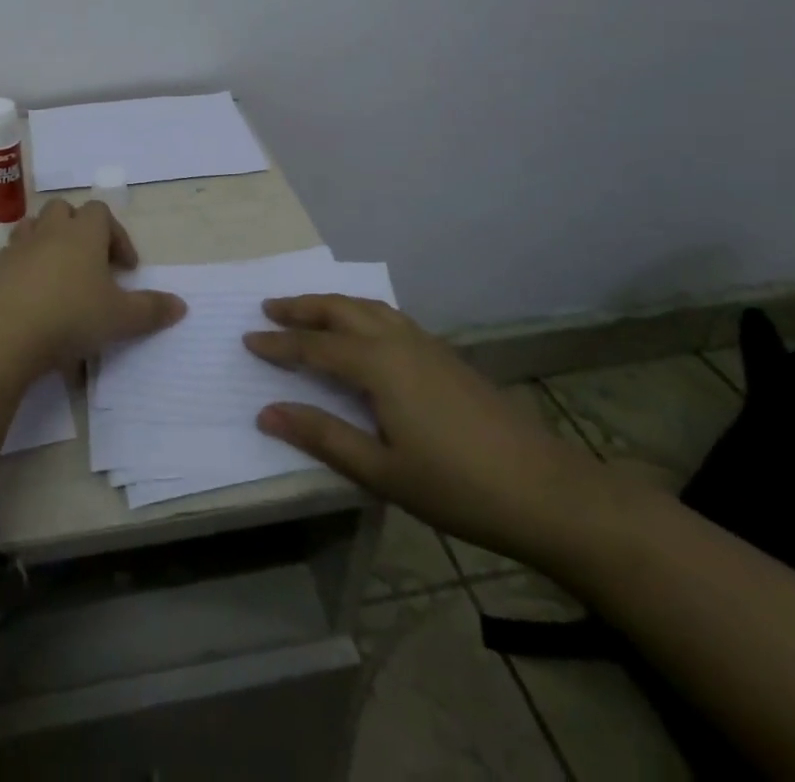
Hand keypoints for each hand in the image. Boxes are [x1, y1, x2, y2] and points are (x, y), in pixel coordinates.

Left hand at [0, 199, 184, 376]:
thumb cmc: (72, 316)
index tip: (126, 268)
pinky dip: (22, 264)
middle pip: (64, 209)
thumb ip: (152, 309)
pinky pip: (11, 255)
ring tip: (59, 270)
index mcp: (84, 233)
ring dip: (47, 239)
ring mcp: (20, 247)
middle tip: (92, 262)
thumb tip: (181, 306)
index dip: (117, 235)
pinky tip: (31, 289)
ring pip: (34, 225)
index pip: (101, 212)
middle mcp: (51, 231)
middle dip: (79, 228)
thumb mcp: (122, 318)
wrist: (8, 333)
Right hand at [244, 295, 613, 567]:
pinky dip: (360, 311)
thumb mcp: (381, 471)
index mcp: (378, 364)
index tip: (247, 338)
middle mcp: (398, 340)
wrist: (547, 491)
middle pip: (340, 309)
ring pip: (367, 306)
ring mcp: (426, 343)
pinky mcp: (446, 354)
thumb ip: (322, 436)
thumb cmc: (457, 486)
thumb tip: (266, 412)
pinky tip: (362, 331)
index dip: (278, 344)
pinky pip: (389, 316)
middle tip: (268, 308)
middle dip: (301, 307)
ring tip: (306, 311)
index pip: (314, 346)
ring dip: (331, 304)